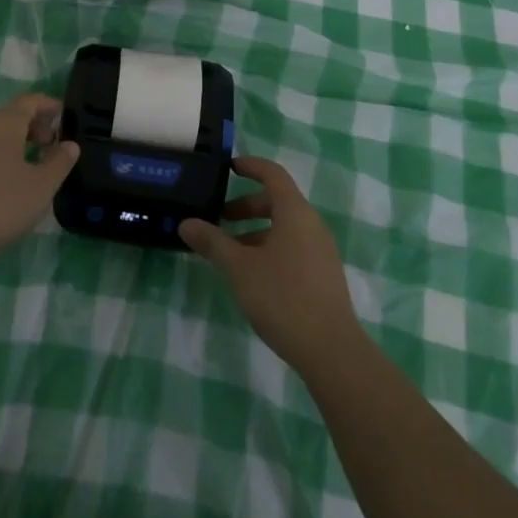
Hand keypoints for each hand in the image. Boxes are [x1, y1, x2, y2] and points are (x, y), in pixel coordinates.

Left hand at [0, 93, 78, 272]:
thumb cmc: (0, 205)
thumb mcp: (41, 186)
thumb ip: (59, 162)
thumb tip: (70, 144)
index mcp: (4, 124)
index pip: (29, 101)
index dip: (48, 105)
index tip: (64, 115)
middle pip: (10, 115)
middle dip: (33, 124)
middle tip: (51, 143)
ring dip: (16, 142)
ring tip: (33, 164)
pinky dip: (0, 157)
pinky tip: (7, 183)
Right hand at [179, 156, 361, 374]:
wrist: (331, 350)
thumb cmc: (282, 297)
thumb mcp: (239, 268)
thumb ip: (213, 242)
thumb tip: (186, 223)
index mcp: (294, 212)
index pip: (273, 174)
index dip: (251, 166)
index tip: (229, 168)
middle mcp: (312, 224)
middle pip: (277, 201)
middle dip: (246, 206)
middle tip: (219, 219)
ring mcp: (321, 250)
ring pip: (285, 227)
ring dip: (256, 231)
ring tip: (230, 253)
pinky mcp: (324, 274)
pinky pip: (293, 247)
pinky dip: (270, 248)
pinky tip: (253, 275)